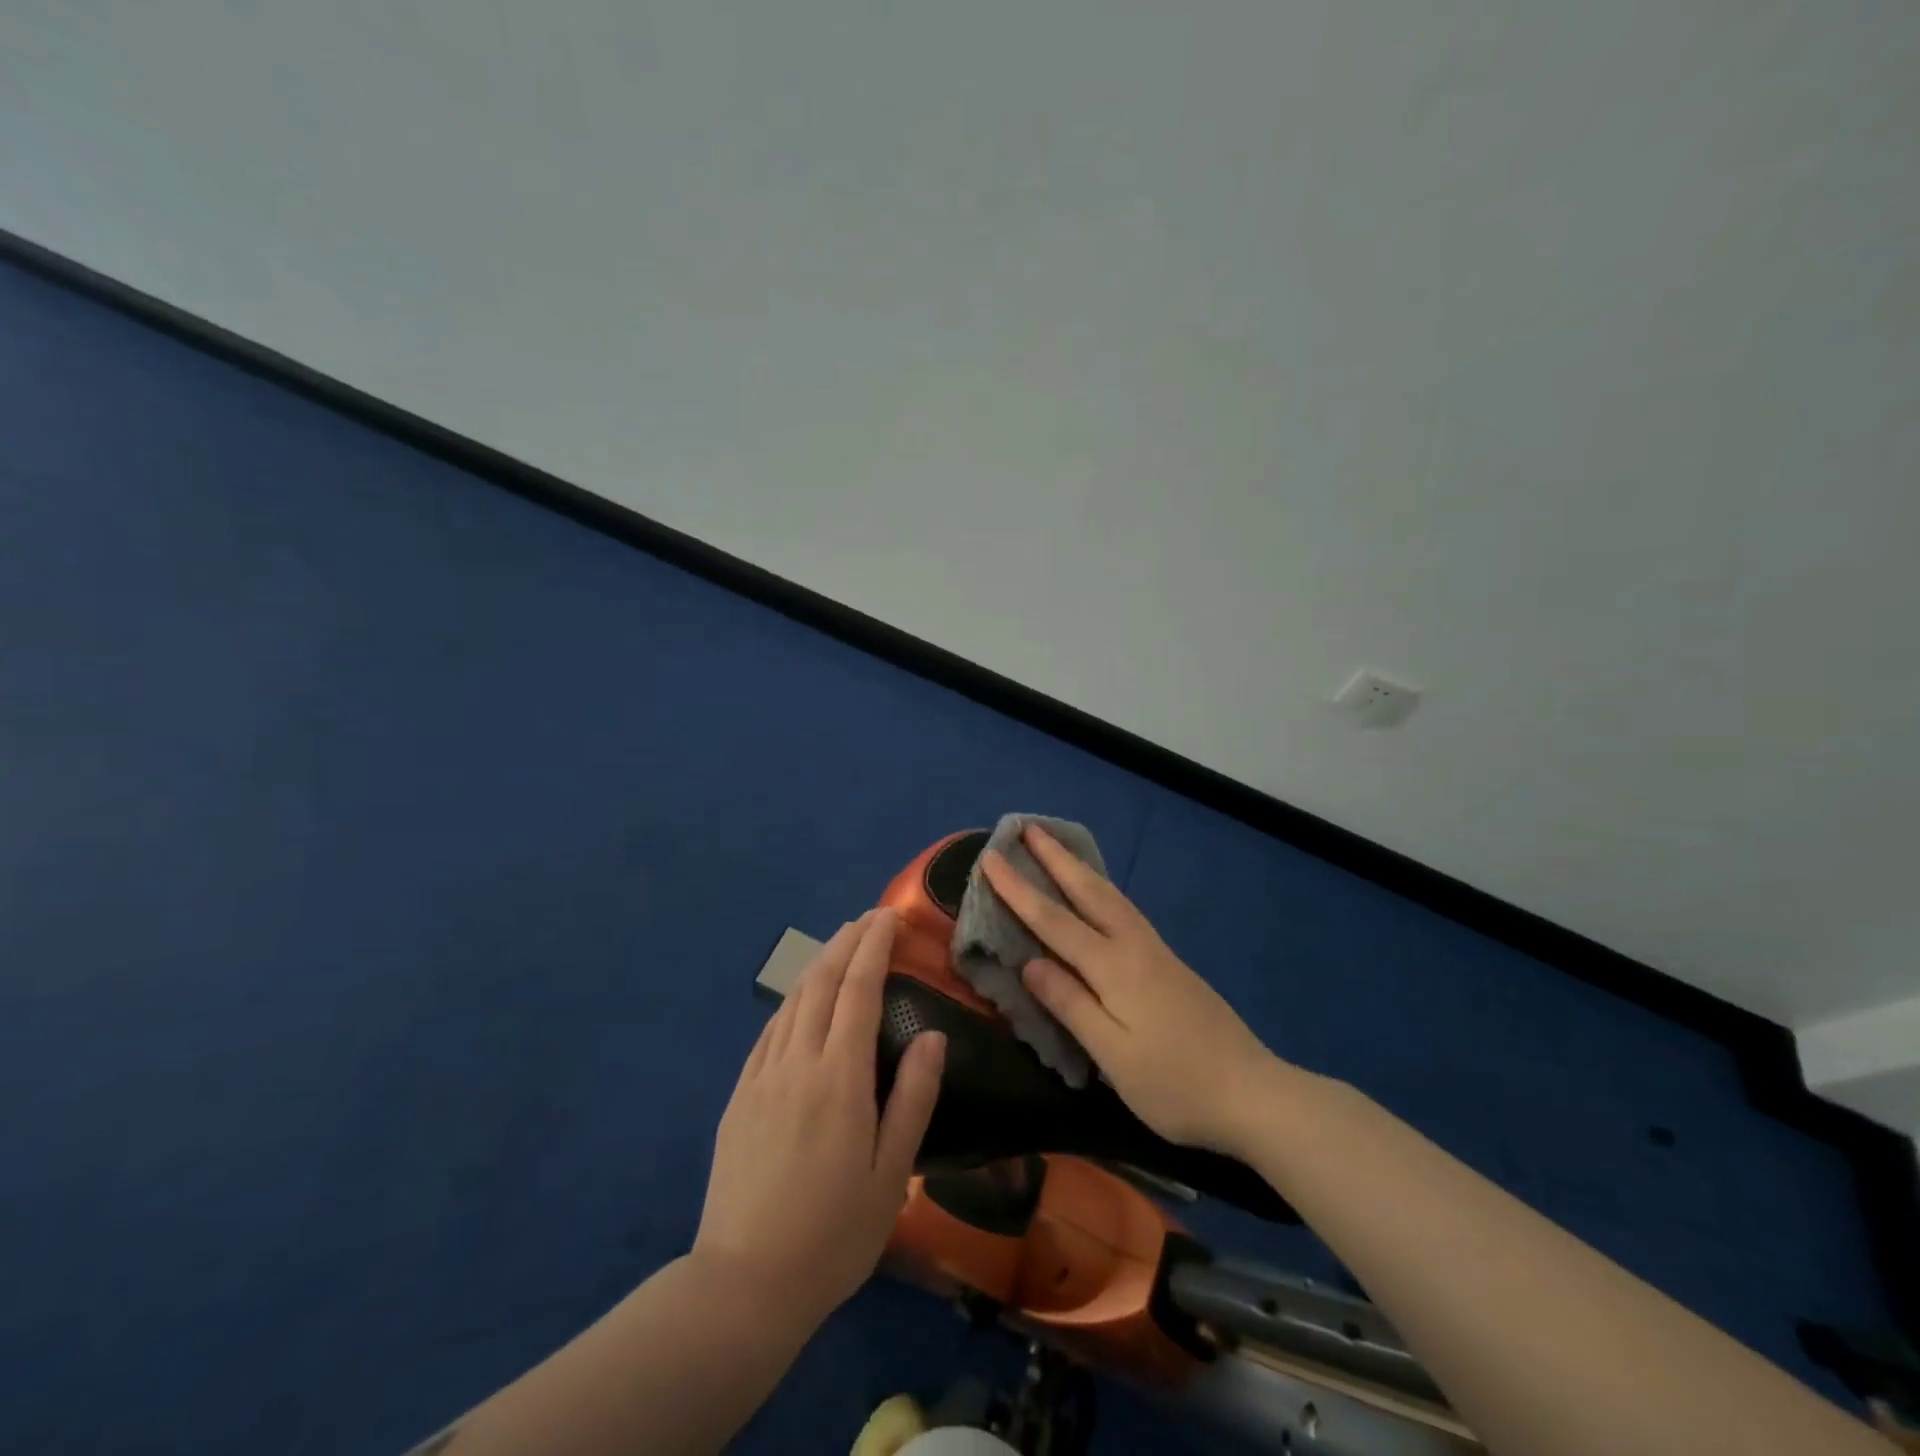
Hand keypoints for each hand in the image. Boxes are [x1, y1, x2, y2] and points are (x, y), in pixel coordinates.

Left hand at [694, 911, 945, 1326]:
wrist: (743, 1285)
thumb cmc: (833, 1234)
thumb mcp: (890, 1175)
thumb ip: (913, 1099)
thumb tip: (934, 1036)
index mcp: (839, 1078)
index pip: (858, 990)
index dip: (873, 947)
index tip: (889, 917)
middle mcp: (796, 1063)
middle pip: (821, 982)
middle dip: (846, 942)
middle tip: (869, 918)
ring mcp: (761, 1077)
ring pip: (792, 1001)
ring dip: (819, 963)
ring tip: (841, 944)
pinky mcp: (739, 1097)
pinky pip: (770, 1031)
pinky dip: (792, 1001)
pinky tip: (801, 999)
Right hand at [981, 826, 1281, 1155]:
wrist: (1254, 1093)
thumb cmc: (1175, 1084)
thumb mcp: (1114, 1055)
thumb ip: (1071, 1004)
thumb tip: (1029, 963)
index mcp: (1114, 968)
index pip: (1054, 920)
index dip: (1019, 889)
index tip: (991, 857)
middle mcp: (1135, 947)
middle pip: (1088, 891)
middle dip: (1055, 858)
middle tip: (1029, 827)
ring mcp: (1157, 952)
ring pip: (1111, 896)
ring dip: (1080, 868)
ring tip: (1059, 848)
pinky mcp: (1170, 964)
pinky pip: (1125, 910)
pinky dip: (1102, 889)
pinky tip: (1100, 895)